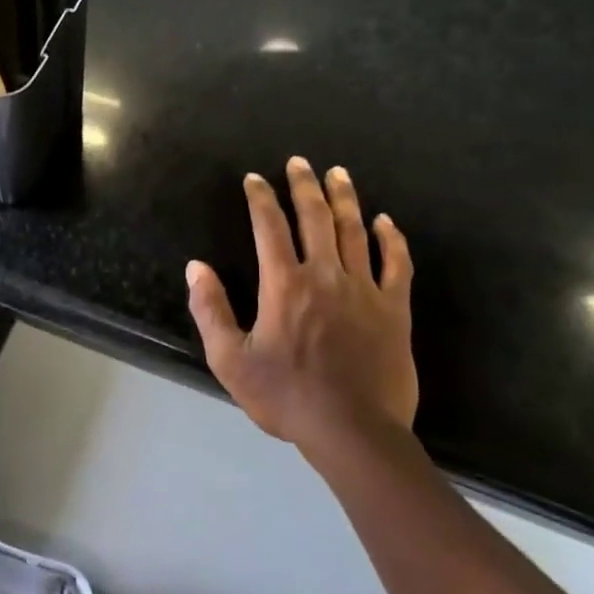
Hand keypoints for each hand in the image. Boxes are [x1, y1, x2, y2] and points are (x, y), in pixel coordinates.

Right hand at [187, 157, 415, 458]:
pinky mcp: (395, 310)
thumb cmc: (286, 397)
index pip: (269, 227)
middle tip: (299, 162)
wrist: (353, 431)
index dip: (261, 199)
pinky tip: (386, 221)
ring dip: (345, 199)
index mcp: (284, 285)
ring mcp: (365, 290)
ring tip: (338, 174)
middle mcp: (326, 275)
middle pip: (315, 218)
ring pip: (355, 232)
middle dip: (304, 186)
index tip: (255, 179)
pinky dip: (392, 239)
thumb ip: (211, 310)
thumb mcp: (231, 359)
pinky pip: (397, 265)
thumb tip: (196, 267)